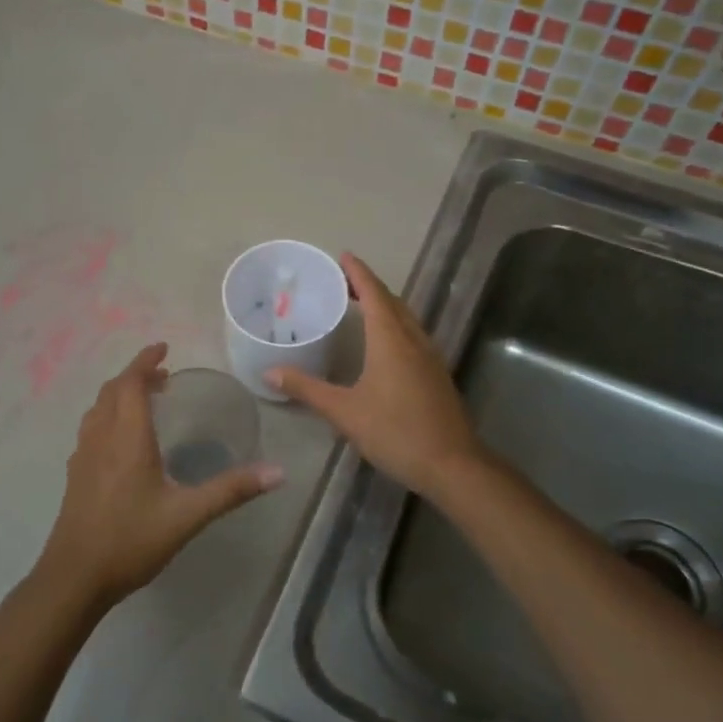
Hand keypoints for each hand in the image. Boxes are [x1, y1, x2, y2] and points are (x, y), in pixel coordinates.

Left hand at [34, 342, 282, 611]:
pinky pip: (91, 428)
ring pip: (98, 408)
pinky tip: (122, 440)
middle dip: (136, 375)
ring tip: (146, 399)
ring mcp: (83, 456)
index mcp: (127, 438)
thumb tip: (278, 472)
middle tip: (163, 374)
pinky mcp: (76, 475)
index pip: (132, 383)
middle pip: (112, 390)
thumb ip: (231, 491)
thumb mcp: (187, 516)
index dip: (145, 361)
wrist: (74, 578)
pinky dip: (109, 415)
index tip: (163, 347)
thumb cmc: (131, 541)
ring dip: (120, 394)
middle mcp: (101, 438)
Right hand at [266, 253, 485, 498]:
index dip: (358, 272)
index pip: (374, 293)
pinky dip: (395, 326)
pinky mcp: (437, 375)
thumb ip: (307, 389)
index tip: (343, 256)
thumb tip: (270, 373)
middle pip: (392, 302)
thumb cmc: (396, 432)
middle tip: (343, 280)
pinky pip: (413, 336)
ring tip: (361, 305)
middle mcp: (414, 340)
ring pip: (406, 319)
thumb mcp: (344, 412)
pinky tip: (384, 343)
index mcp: (391, 340)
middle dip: (369, 286)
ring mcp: (430, 357)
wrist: (453, 465)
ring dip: (385, 305)